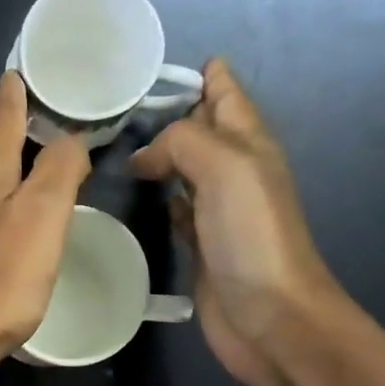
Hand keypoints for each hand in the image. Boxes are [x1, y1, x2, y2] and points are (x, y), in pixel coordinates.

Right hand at [129, 58, 348, 385]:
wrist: (269, 315)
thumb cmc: (252, 236)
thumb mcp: (224, 167)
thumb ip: (183, 142)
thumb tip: (145, 155)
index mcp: (248, 142)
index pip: (223, 92)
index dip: (196, 75)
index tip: (145, 70)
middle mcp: (233, 170)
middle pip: (200, 129)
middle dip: (167, 114)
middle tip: (114, 110)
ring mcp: (217, 210)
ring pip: (184, 169)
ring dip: (159, 157)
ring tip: (117, 148)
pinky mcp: (201, 245)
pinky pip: (176, 210)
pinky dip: (160, 198)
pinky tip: (139, 197)